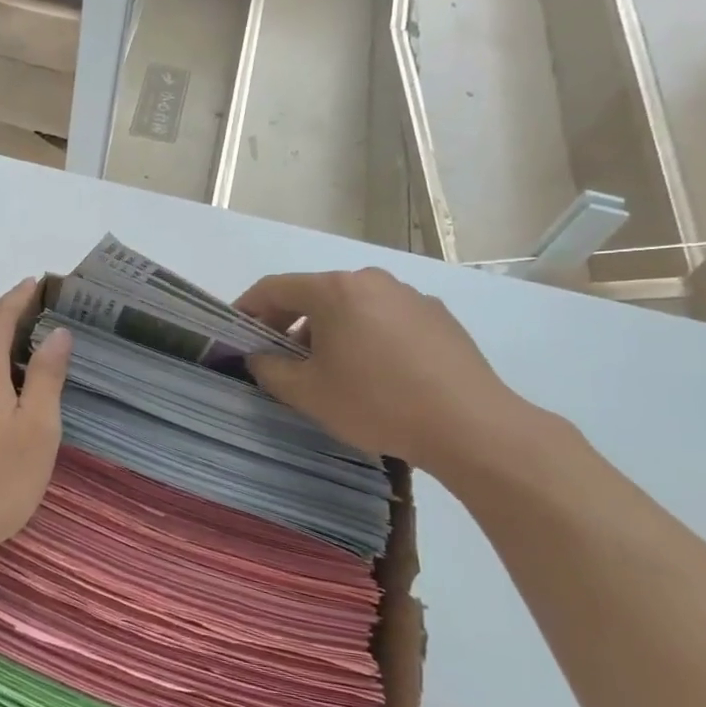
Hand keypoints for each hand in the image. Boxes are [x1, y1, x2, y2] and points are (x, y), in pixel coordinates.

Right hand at [236, 268, 526, 475]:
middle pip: (315, 294)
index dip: (248, 306)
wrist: (470, 425)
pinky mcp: (437, 316)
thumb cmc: (377, 403)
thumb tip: (258, 357)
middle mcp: (371, 281)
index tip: (235, 330)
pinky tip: (373, 373)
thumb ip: (270, 370)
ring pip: (351, 306)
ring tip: (327, 370)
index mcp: (335, 290)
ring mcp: (409, 296)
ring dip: (328, 330)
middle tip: (276, 356)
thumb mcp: (308, 394)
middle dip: (288, 322)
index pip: (275, 287)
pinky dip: (365, 336)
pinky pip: (385, 318)